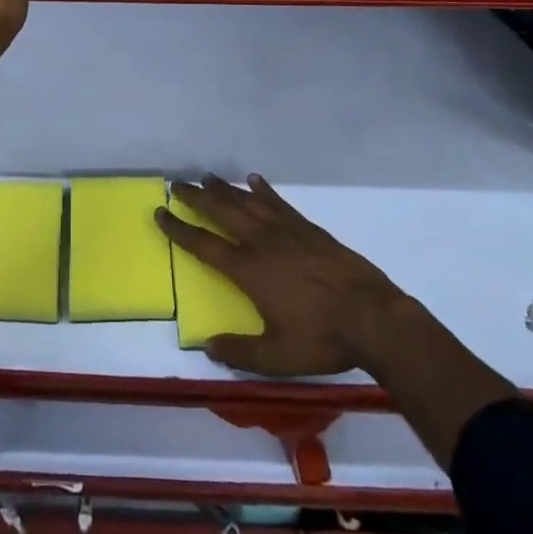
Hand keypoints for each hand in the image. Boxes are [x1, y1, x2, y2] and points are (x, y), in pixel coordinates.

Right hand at [157, 175, 413, 375]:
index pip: (204, 244)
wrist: (372, 317)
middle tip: (178, 183)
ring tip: (208, 177)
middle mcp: (262, 242)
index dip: (179, 229)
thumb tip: (207, 347)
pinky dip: (264, 191)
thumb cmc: (322, 338)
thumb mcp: (277, 356)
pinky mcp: (309, 229)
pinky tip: (254, 180)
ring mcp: (287, 231)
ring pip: (248, 202)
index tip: (160, 212)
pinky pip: (279, 203)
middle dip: (197, 196)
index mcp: (249, 270)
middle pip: (222, 211)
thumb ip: (240, 352)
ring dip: (226, 188)